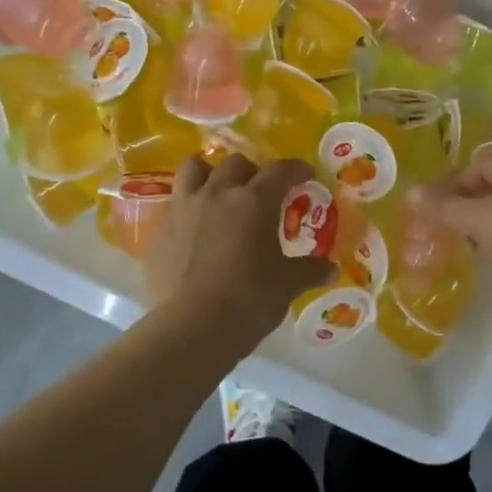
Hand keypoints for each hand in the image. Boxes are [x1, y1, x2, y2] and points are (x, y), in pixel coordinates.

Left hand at [146, 154, 334, 344]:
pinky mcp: (159, 231)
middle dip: (252, 172)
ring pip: (194, 170)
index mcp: (254, 201)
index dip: (296, 169)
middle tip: (261, 192)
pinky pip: (175, 205)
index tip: (305, 176)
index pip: (280, 170)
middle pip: (235, 164)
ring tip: (219, 193)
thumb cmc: (250, 299)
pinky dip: (188, 208)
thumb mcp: (288, 284)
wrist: (192, 327)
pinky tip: (195, 229)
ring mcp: (183, 209)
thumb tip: (331, 270)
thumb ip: (310, 271)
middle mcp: (217, 194)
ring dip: (211, 174)